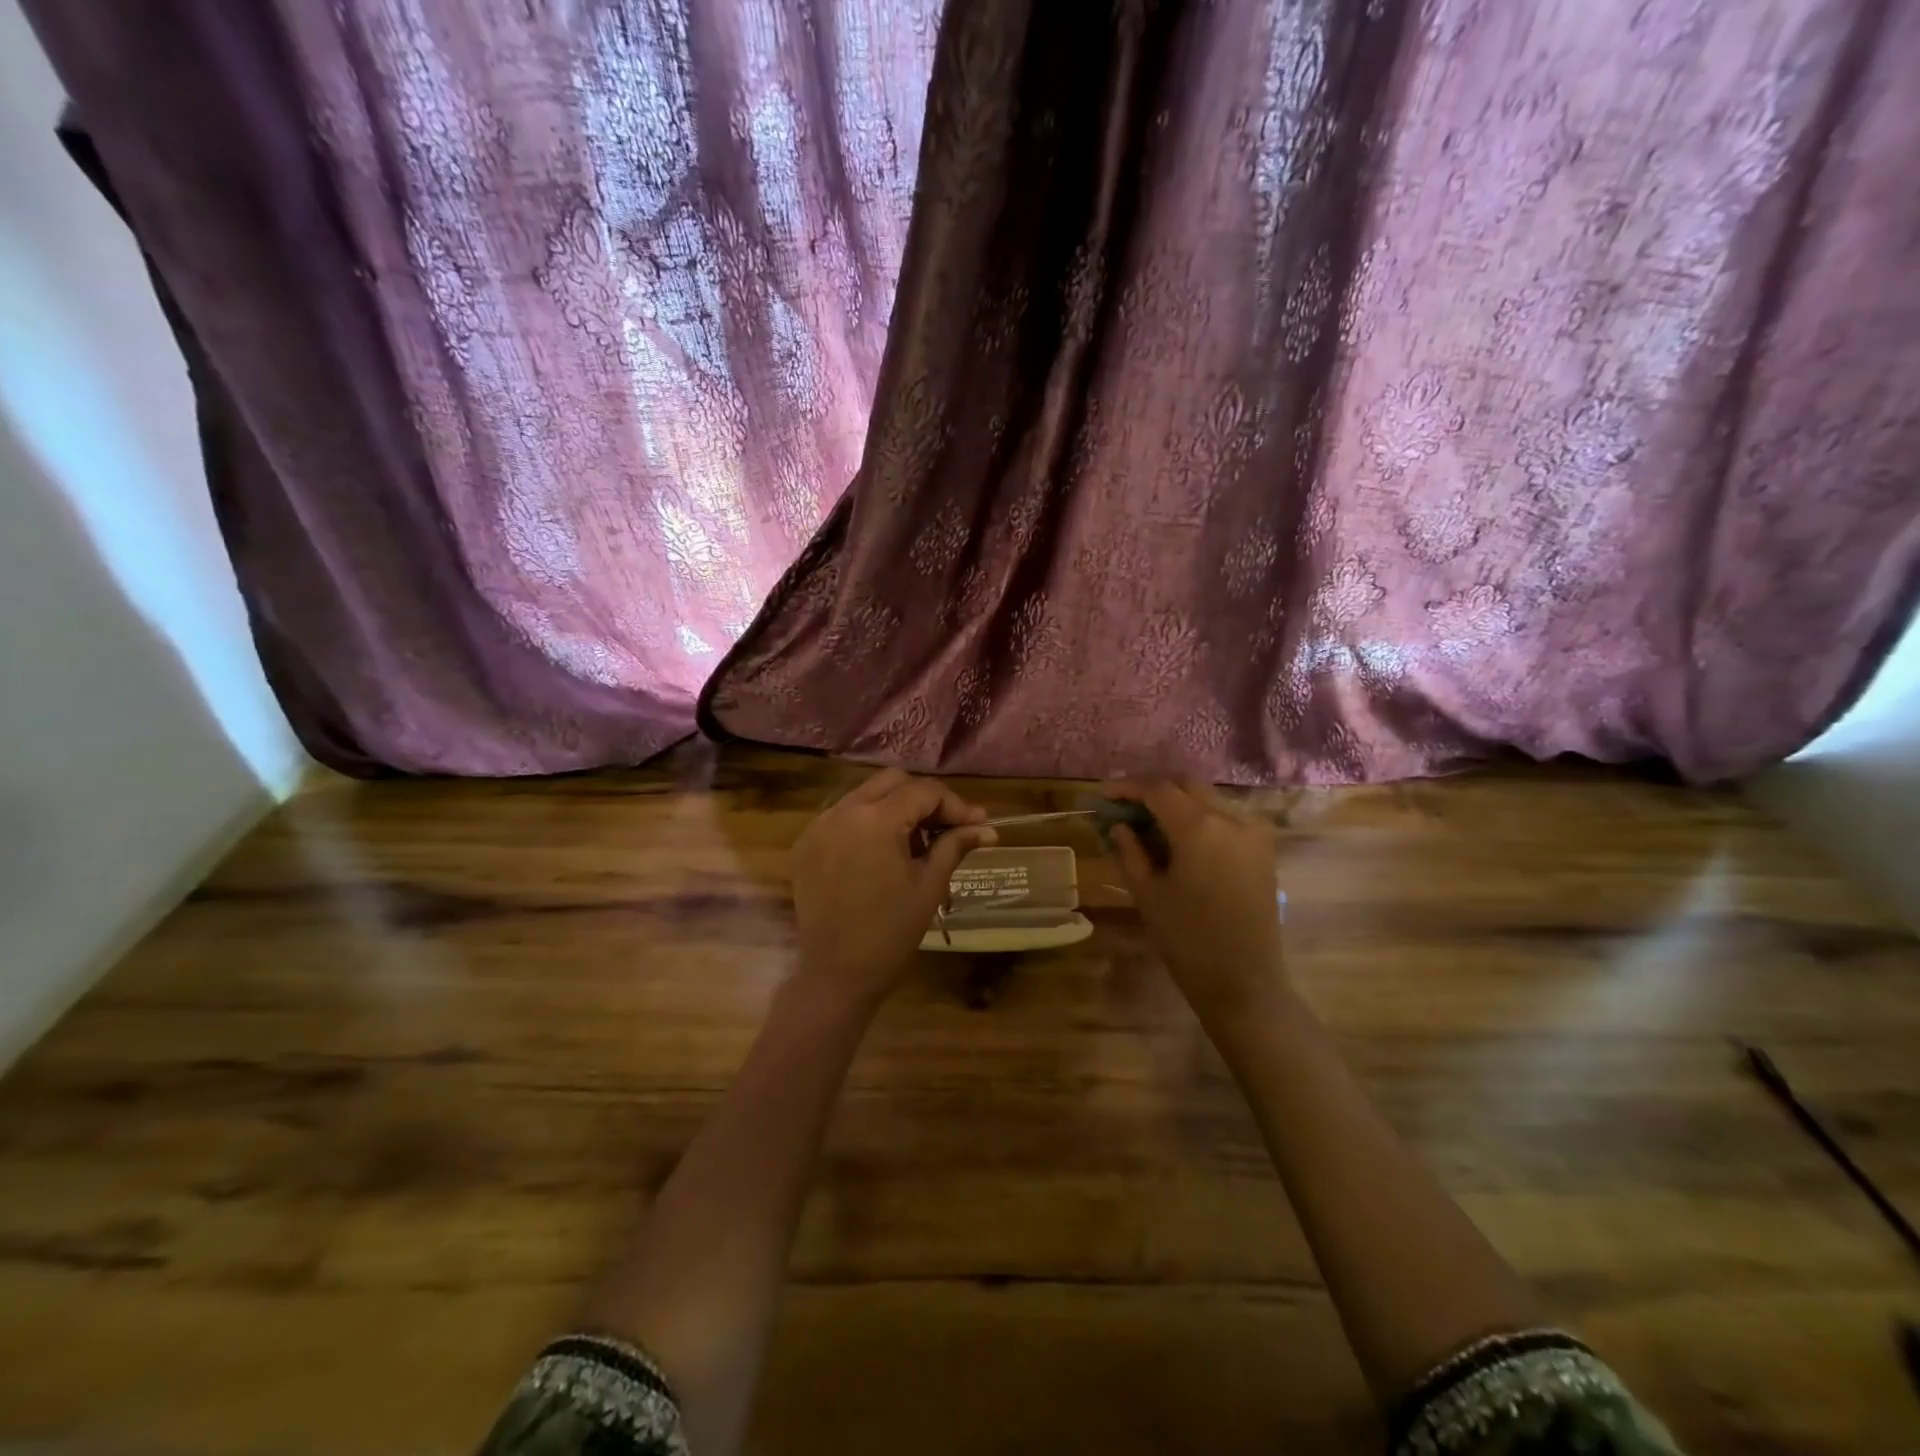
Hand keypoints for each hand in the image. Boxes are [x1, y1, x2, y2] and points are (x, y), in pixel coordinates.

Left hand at [791, 769, 996, 1007]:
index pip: (923, 792)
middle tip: (947, 827)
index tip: (977, 825)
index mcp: (875, 821)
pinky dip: (868, 822)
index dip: (955, 805)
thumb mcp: (930, 885)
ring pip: (865, 795)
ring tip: (918, 841)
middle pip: (892, 782)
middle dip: (924, 798)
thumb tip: (986, 828)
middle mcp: (842, 812)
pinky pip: (843, 816)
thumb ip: (955, 845)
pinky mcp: (806, 844)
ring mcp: (818, 826)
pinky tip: (884, 851)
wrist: (836, 974)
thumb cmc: (891, 932)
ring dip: (895, 808)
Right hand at [1103, 780, 1284, 1031]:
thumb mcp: (1147, 893)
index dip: (1127, 787)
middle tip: (1126, 804)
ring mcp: (1253, 831)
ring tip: (1150, 821)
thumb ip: (1130, 851)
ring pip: (1209, 798)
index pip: (1157, 789)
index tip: (1104, 795)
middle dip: (1154, 788)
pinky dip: (1201, 816)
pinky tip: (1182, 837)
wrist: (1244, 981)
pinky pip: (1227, 816)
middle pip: (1186, 784)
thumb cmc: (1186, 939)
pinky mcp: (1264, 848)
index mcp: (1198, 827)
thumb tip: (1120, 825)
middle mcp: (1230, 818)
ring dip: (1178, 801)